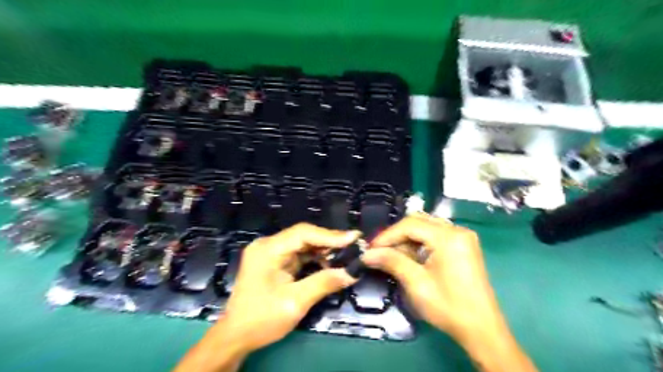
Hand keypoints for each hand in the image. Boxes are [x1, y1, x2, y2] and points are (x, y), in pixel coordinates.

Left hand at [220, 223, 359, 350]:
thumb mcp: (295, 302)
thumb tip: (352, 272)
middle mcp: (268, 245)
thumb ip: (324, 283)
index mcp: (268, 250)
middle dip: (329, 242)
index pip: (303, 233)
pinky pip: (299, 253)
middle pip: (303, 236)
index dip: (330, 235)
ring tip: (345, 255)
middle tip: (354, 246)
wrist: (236, 336)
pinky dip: (315, 258)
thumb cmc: (262, 319)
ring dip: (323, 250)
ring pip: (303, 244)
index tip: (354, 238)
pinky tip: (329, 263)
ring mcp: (270, 252)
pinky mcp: (274, 260)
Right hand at [361, 215, 534, 371]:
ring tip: (392, 256)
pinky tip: (410, 257)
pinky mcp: (463, 246)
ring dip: (407, 239)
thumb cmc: (448, 307)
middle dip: (396, 235)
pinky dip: (419, 244)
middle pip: (418, 222)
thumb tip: (366, 254)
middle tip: (379, 251)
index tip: (371, 248)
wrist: (482, 329)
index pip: (410, 224)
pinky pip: (435, 236)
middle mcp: (457, 230)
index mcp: (448, 237)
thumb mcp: (416, 283)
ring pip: (426, 227)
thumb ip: (391, 261)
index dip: (387, 235)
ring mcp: (462, 237)